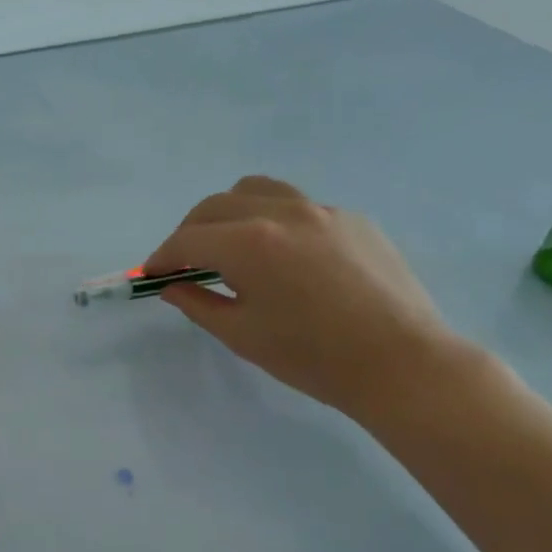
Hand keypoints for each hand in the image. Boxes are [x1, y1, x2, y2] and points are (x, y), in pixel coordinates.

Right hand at [143, 176, 475, 420]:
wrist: (401, 361)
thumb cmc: (311, 356)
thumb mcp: (240, 334)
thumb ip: (197, 303)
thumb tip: (171, 285)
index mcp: (248, 243)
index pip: (187, 240)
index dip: (162, 257)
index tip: (151, 275)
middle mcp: (281, 212)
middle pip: (214, 206)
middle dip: (189, 233)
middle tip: (183, 264)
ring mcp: (321, 210)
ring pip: (256, 190)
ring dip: (228, 212)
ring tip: (228, 244)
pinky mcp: (351, 219)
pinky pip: (295, 204)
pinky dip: (269, 219)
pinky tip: (280, 256)